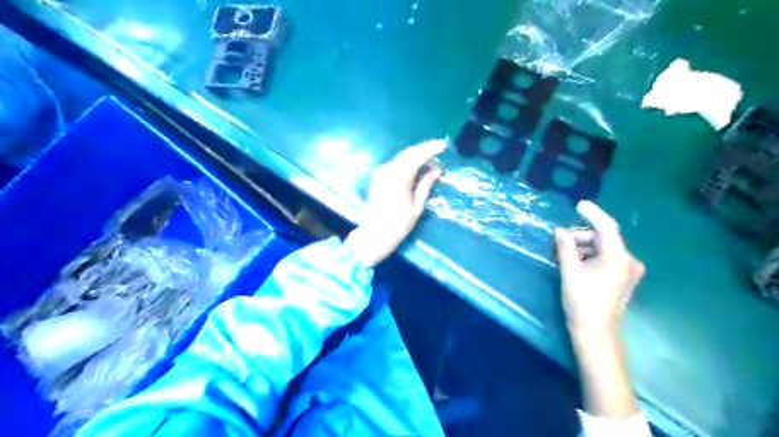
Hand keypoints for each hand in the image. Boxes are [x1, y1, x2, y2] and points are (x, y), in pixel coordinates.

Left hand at [345, 139, 446, 266]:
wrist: (375, 234)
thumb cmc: (399, 224)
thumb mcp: (417, 206)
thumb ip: (426, 184)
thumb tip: (437, 170)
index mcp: (399, 178)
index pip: (416, 155)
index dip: (431, 148)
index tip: (443, 145)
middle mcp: (388, 171)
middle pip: (408, 153)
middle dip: (424, 149)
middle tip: (439, 149)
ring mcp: (381, 172)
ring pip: (402, 156)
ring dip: (416, 154)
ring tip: (431, 158)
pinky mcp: (378, 176)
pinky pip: (396, 163)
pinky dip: (408, 161)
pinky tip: (417, 166)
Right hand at [553, 202, 645, 333]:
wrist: (595, 331)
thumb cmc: (581, 301)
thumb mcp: (570, 271)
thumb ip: (565, 247)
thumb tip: (559, 231)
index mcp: (618, 258)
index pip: (607, 228)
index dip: (592, 214)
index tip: (578, 205)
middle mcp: (628, 261)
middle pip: (604, 238)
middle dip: (582, 236)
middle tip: (561, 241)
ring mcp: (628, 270)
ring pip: (604, 248)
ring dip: (585, 246)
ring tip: (565, 254)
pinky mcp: (623, 277)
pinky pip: (607, 258)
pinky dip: (591, 255)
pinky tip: (576, 262)